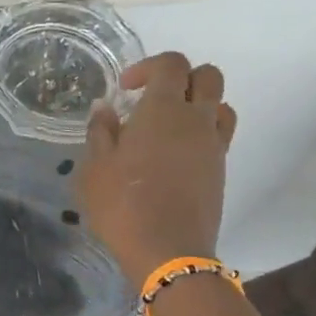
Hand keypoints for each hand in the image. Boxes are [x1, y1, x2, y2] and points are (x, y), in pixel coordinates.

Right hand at [76, 53, 235, 287]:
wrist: (168, 251)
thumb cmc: (123, 204)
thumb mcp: (95, 167)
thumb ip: (100, 131)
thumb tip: (105, 108)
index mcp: (164, 110)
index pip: (172, 64)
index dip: (149, 66)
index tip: (126, 88)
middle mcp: (196, 120)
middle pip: (207, 76)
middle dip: (181, 78)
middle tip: (152, 99)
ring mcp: (213, 146)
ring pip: (220, 105)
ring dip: (198, 104)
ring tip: (170, 125)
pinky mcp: (220, 170)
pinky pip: (219, 135)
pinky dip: (202, 132)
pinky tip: (175, 154)